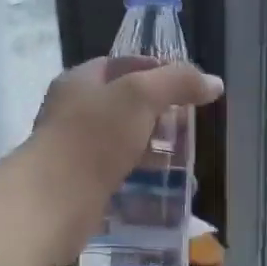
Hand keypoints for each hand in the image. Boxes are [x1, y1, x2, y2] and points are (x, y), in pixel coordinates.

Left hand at [26, 56, 223, 252]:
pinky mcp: (81, 182)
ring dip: (153, 147)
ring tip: (183, 158)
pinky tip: (163, 185)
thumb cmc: (94, 137)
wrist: (52, 201)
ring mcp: (76, 148)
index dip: (158, 70)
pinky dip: (141, 175)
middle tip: (189, 125)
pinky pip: (118, 171)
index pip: (124, 64)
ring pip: (123, 139)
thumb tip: (214, 83)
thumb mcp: (141, 97)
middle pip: (125, 103)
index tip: (189, 87)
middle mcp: (74, 110)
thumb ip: (178, 83)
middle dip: (160, 113)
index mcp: (80, 81)